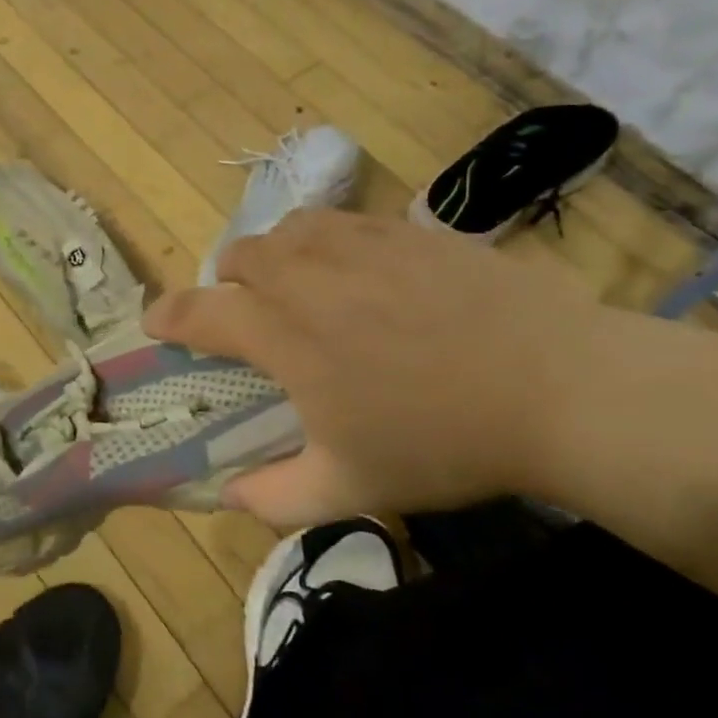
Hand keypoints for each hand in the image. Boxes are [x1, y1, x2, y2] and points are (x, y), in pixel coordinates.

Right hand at [143, 210, 607, 526]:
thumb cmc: (443, 441)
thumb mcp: (351, 487)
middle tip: (249, 315)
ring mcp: (359, 244)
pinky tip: (359, 273)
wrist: (561, 387)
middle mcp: (307, 275)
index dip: (167, 316)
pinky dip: (327, 242)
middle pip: (238, 256)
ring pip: (288, 228)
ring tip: (299, 285)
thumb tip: (229, 494)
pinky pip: (343, 222)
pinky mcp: (407, 230)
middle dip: (227, 283)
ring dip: (275, 255)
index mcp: (282, 333)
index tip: (155, 323)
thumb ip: (275, 496)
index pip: (197, 312)